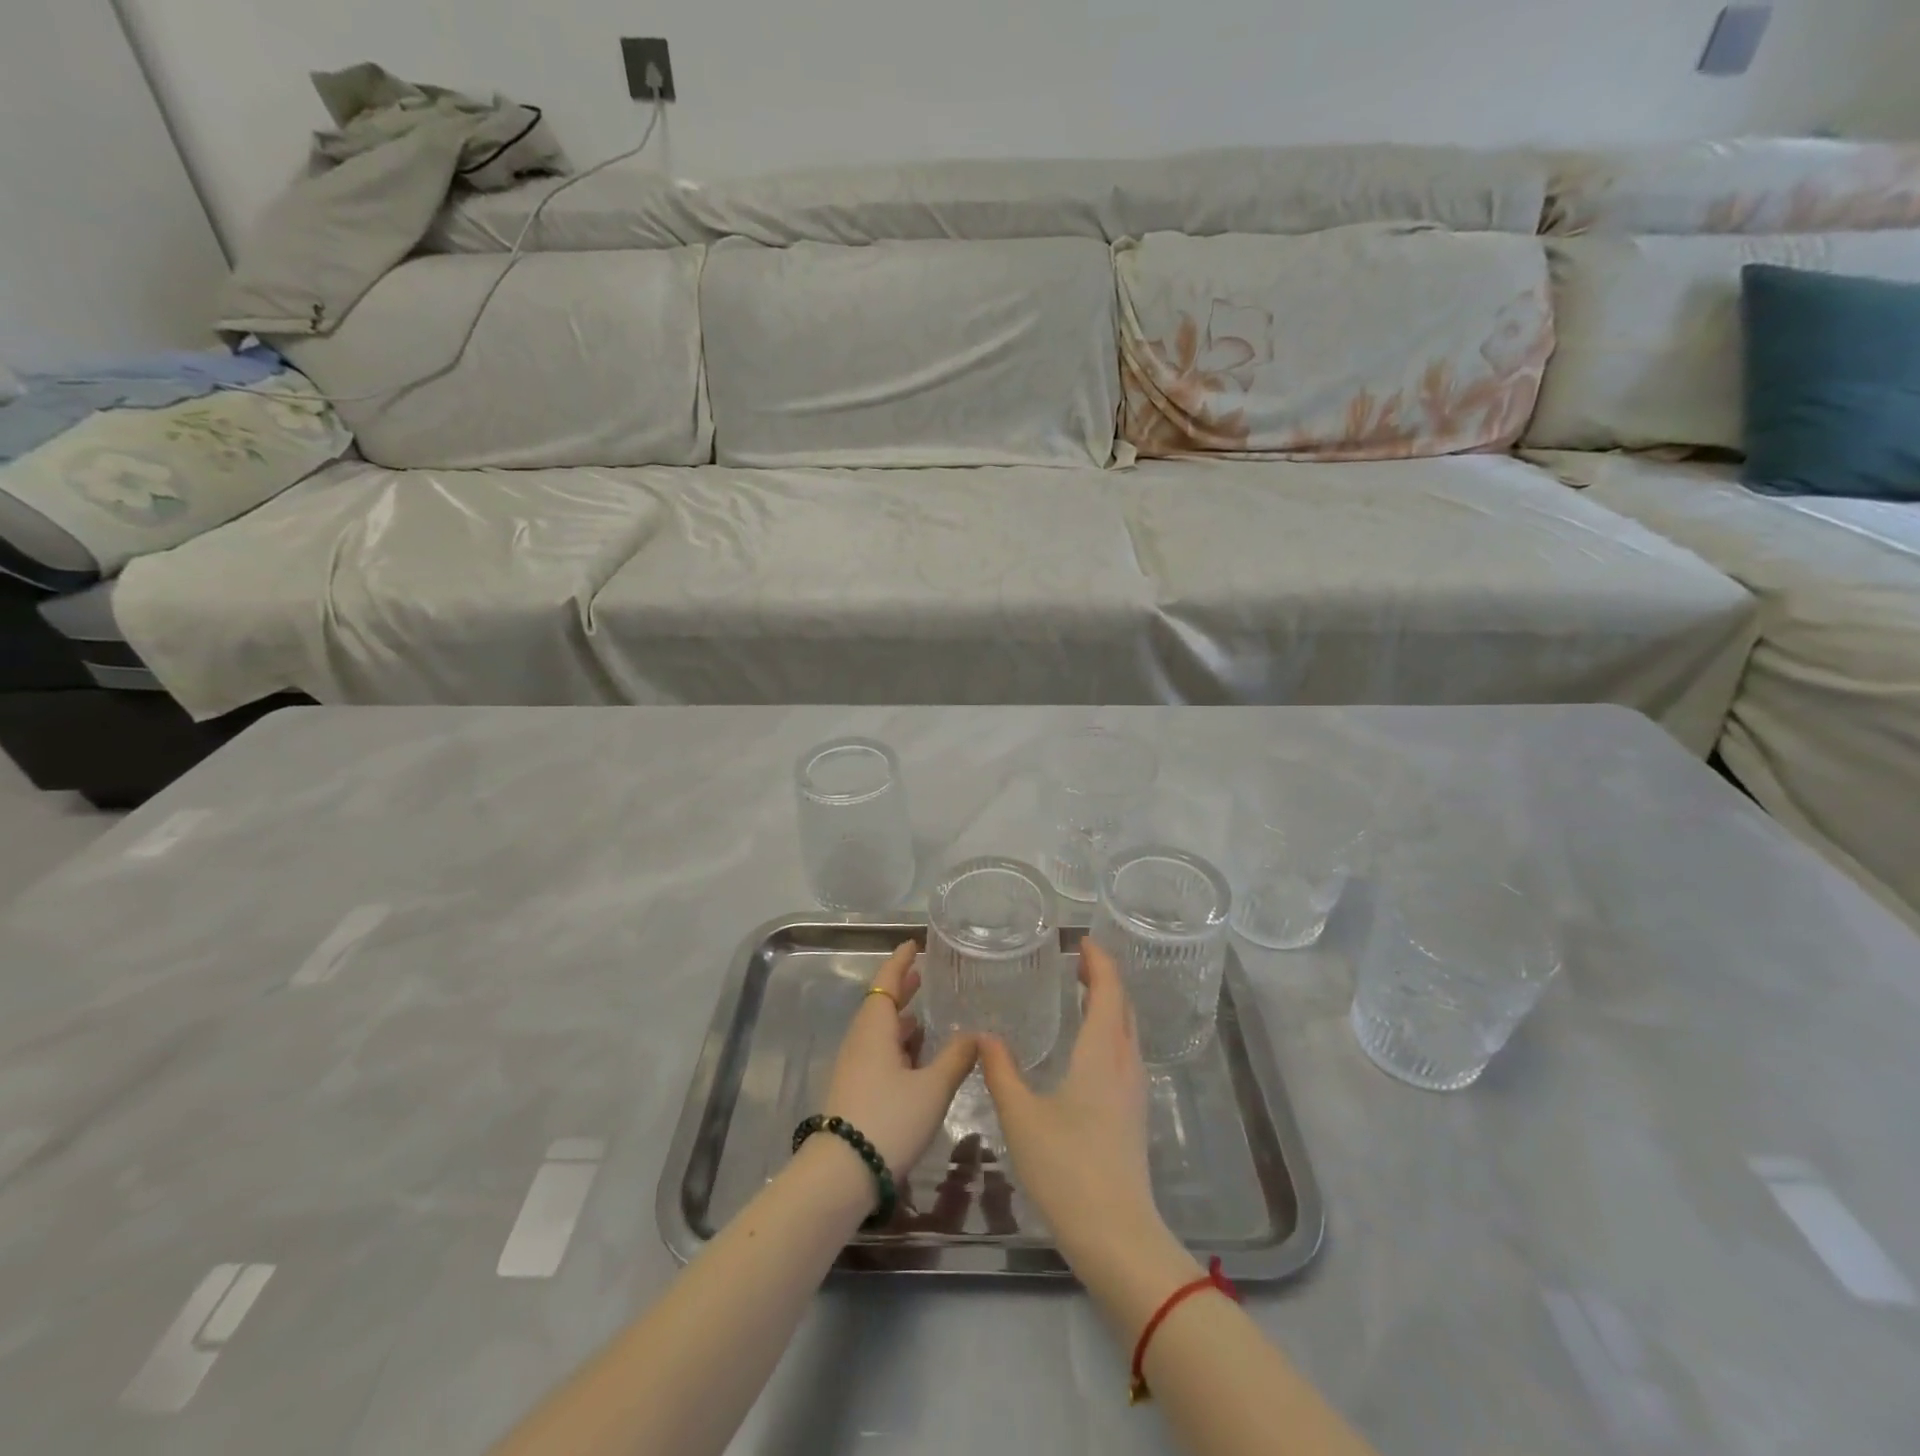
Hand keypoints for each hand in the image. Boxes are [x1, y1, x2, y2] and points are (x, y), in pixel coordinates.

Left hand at [821, 942, 977, 1175]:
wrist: (841, 1174)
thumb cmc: (889, 1119)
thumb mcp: (932, 1088)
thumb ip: (956, 1057)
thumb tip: (976, 1033)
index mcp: (875, 1028)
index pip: (886, 982)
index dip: (900, 962)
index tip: (912, 945)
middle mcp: (861, 1040)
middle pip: (881, 1005)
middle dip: (901, 989)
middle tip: (922, 975)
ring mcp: (854, 1067)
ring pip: (879, 1031)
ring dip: (900, 1019)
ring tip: (925, 1015)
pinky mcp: (854, 1091)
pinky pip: (878, 1053)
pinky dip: (898, 1045)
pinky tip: (916, 1058)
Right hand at [979, 940, 1171, 1268]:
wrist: (1117, 1235)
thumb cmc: (1067, 1167)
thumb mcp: (1021, 1116)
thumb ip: (1001, 1070)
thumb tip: (983, 1035)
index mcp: (1102, 1053)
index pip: (1109, 990)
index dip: (1099, 962)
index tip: (1082, 941)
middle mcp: (1125, 1063)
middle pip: (1123, 1006)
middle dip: (1105, 978)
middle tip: (1079, 960)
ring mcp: (1135, 1090)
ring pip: (1128, 1030)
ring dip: (1110, 1004)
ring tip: (1083, 993)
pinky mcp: (1134, 1113)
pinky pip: (1126, 1052)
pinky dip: (1111, 1030)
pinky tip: (1089, 1045)